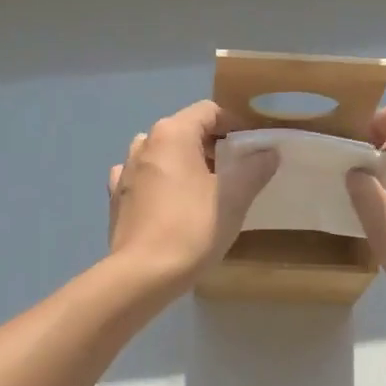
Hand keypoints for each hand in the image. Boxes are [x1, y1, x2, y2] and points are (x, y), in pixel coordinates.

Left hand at [108, 101, 277, 291]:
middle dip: (212, 146)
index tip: (254, 148)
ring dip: (185, 163)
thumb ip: (255, 168)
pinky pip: (144, 178)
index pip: (209, 111)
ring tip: (205, 188)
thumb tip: (269, 152)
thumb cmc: (192, 228)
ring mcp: (125, 170)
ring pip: (163, 154)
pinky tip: (171, 202)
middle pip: (185, 131)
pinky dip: (161, 182)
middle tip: (237, 172)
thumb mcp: (234, 197)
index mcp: (172, 133)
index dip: (236, 124)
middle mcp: (145, 142)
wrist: (143, 274)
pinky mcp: (117, 197)